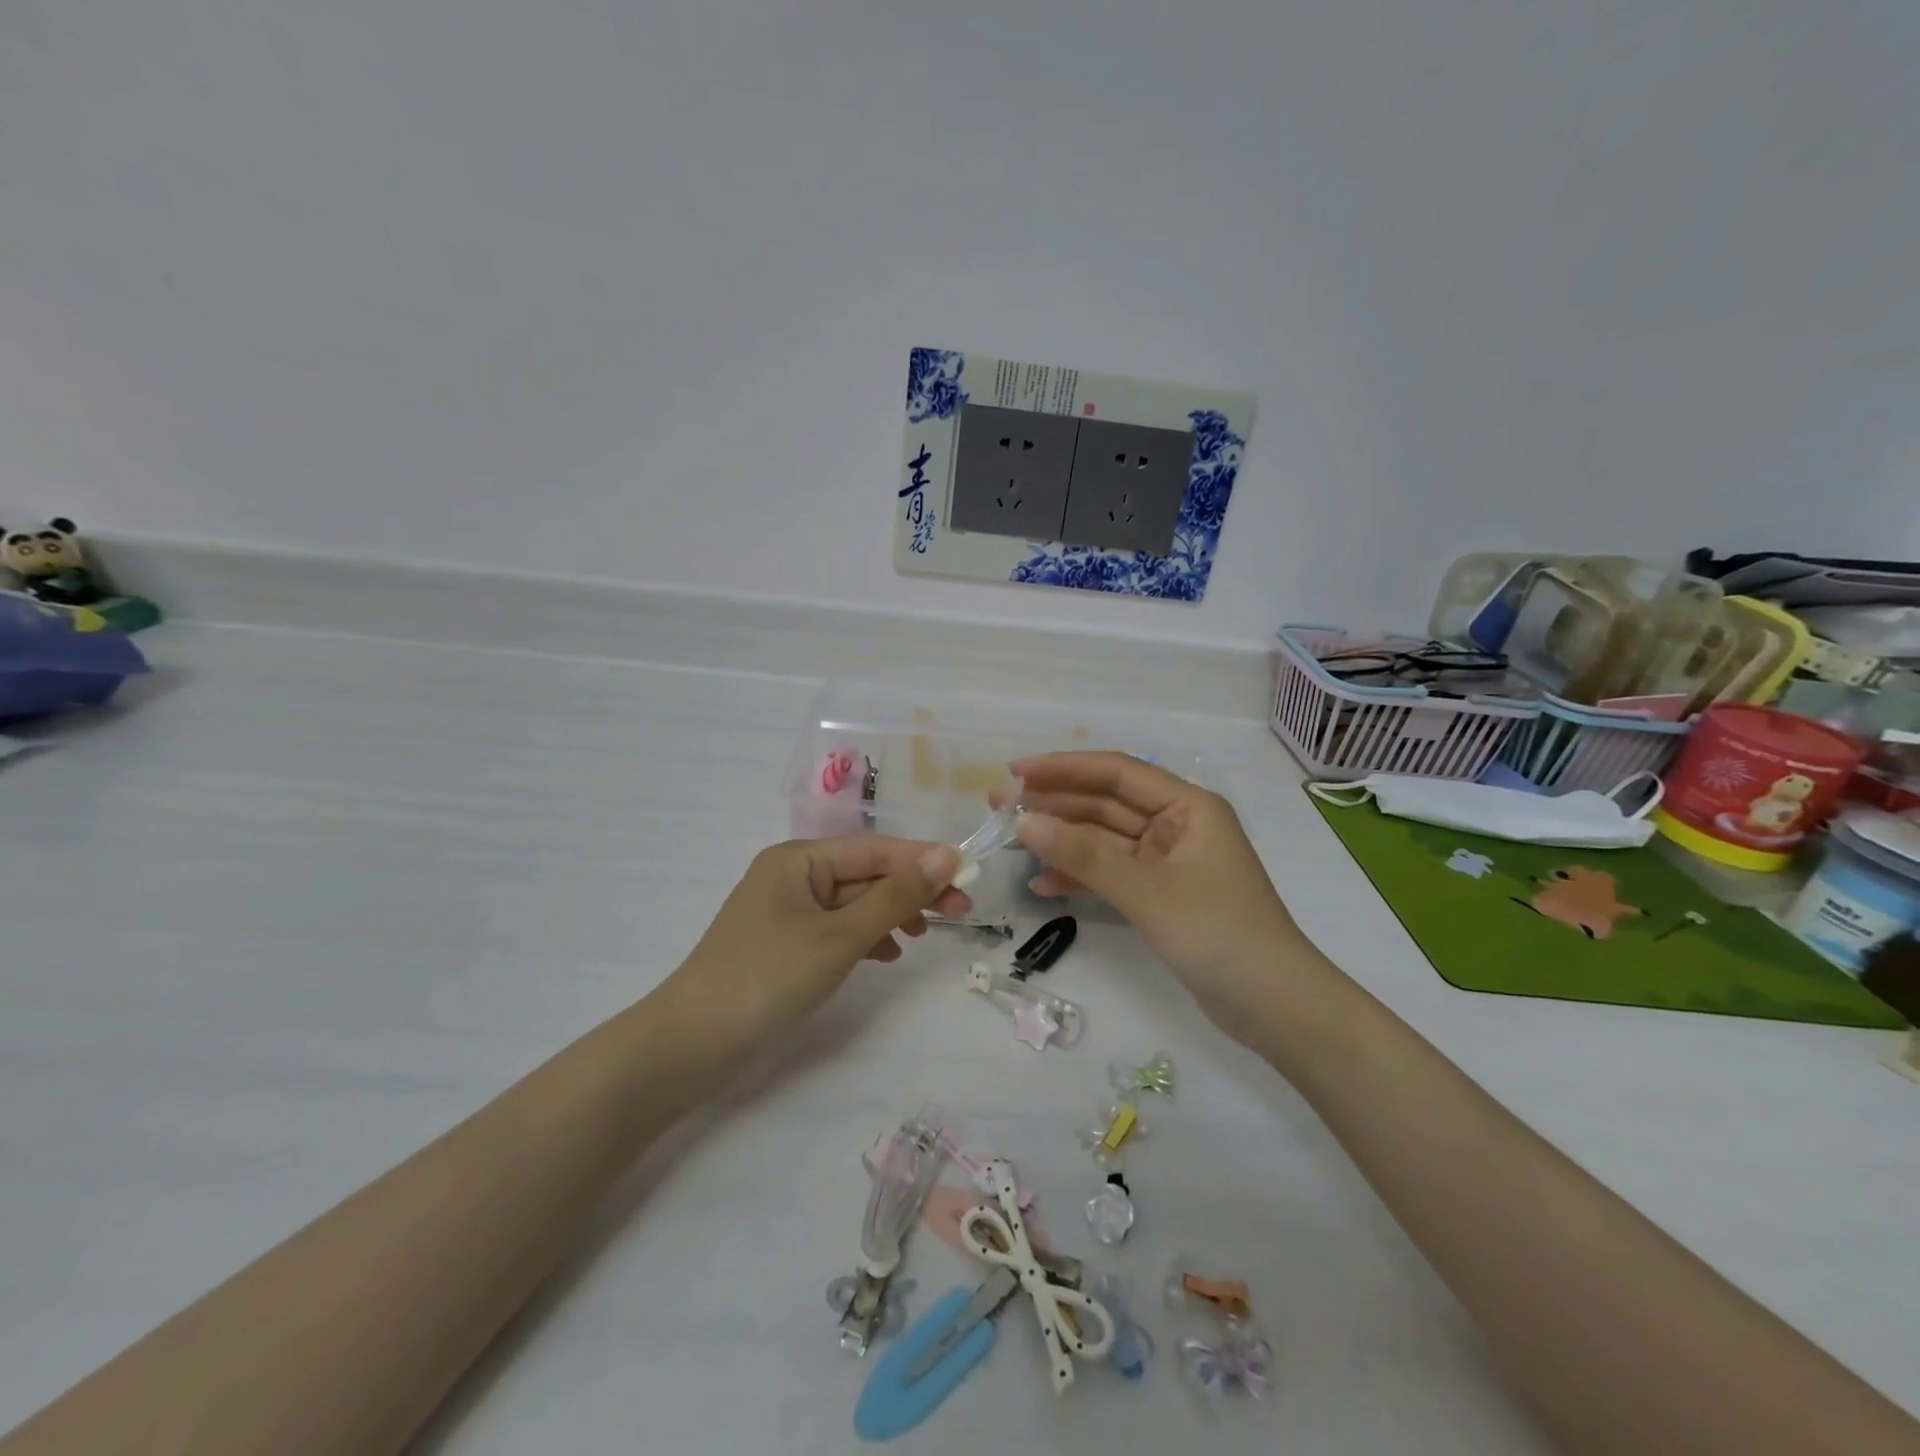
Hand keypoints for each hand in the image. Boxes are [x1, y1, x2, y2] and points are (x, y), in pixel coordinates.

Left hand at [662, 836, 968, 1047]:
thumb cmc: (769, 976)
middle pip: (864, 874)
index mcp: (799, 859)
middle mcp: (792, 875)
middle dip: (911, 891)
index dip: (923, 859)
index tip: (969, 873)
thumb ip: (895, 897)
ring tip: (924, 935)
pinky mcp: (784, 944)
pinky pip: (836, 928)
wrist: (691, 1044)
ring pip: (853, 902)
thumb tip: (946, 856)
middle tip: (960, 911)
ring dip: (890, 914)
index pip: (874, 849)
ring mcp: (786, 911)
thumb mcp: (840, 935)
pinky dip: (865, 937)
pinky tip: (886, 954)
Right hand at [1005, 752, 1314, 1029]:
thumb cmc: (1219, 934)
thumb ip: (1084, 856)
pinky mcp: (1160, 895)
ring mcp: (1167, 862)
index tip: (1016, 772)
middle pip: (1106, 804)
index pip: (1116, 773)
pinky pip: (1111, 874)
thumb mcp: (1147, 891)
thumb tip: (1024, 823)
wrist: (1275, 1007)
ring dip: (1061, 841)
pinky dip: (1080, 877)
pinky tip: (1041, 885)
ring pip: (1104, 840)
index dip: (1064, 768)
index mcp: (1188, 807)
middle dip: (1055, 805)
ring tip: (1011, 841)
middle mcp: (1177, 825)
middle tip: (999, 808)